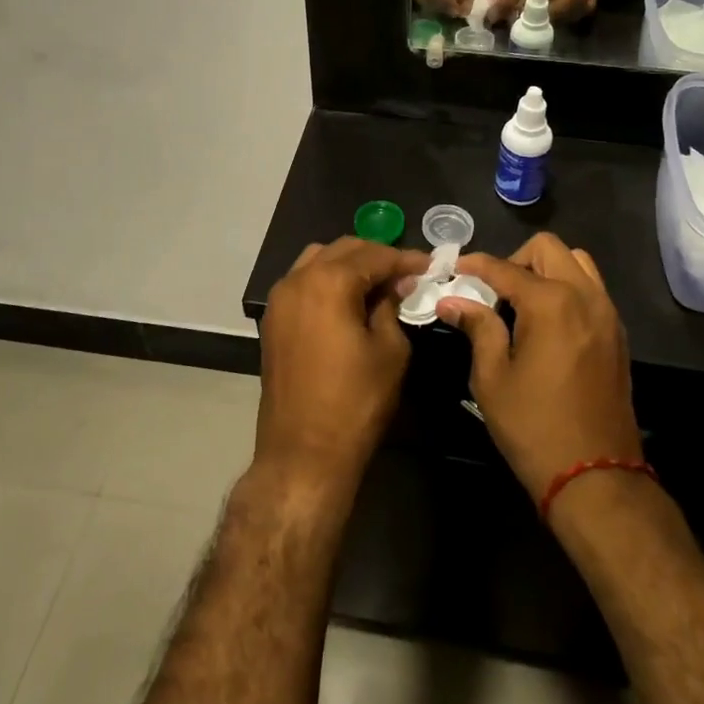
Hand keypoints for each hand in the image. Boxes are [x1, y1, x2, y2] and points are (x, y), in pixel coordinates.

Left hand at [256, 237, 431, 488]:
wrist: (303, 453)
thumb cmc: (355, 402)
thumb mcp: (389, 350)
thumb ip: (392, 307)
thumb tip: (396, 286)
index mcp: (329, 281)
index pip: (374, 255)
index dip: (405, 259)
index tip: (430, 265)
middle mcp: (298, 279)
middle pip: (343, 250)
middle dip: (377, 257)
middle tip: (407, 274)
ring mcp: (280, 299)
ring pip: (318, 260)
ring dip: (349, 264)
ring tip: (378, 283)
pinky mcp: (273, 320)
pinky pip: (303, 282)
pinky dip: (327, 280)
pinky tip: (349, 300)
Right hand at [437, 234, 642, 499]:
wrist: (595, 475)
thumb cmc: (533, 426)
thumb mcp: (492, 378)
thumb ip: (477, 328)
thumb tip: (452, 300)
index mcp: (551, 303)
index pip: (505, 268)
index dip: (475, 265)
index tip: (453, 270)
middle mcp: (584, 296)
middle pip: (548, 249)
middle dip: (515, 259)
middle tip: (492, 289)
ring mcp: (607, 314)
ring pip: (577, 262)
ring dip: (546, 269)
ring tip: (521, 302)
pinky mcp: (617, 334)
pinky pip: (591, 289)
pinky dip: (567, 288)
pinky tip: (546, 321)